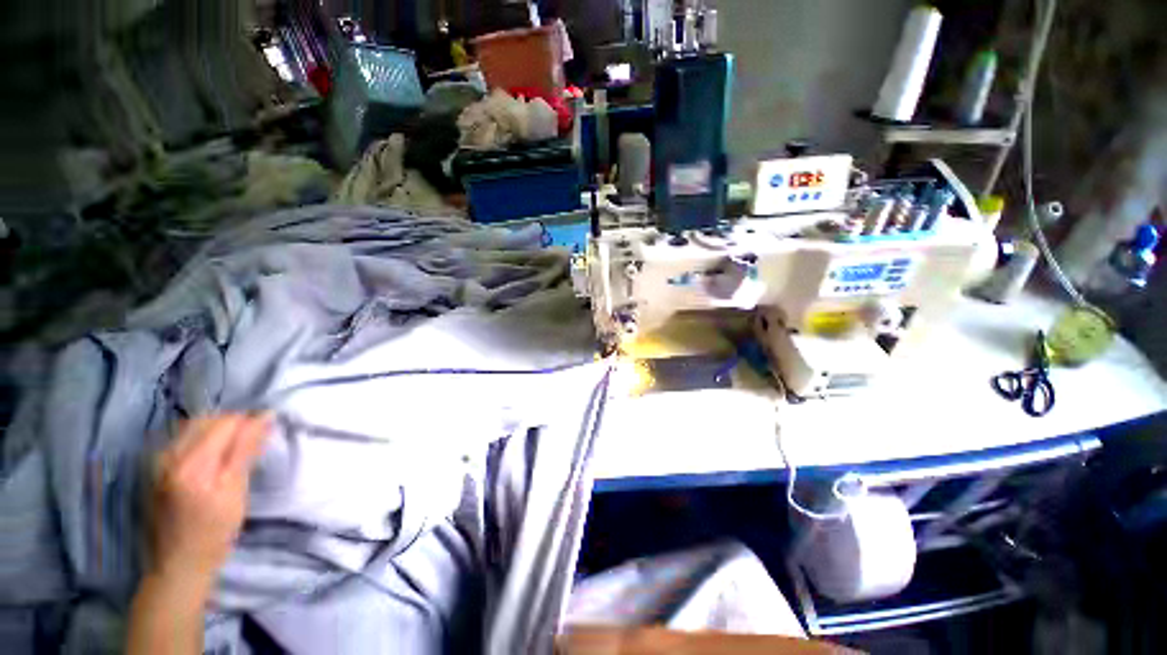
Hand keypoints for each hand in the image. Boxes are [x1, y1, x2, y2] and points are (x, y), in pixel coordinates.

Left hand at [148, 414, 270, 593]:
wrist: (178, 564)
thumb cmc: (214, 531)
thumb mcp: (236, 491)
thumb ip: (246, 450)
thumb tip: (264, 417)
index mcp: (192, 463)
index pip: (226, 422)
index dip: (250, 424)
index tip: (266, 434)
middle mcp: (169, 455)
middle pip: (207, 420)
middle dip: (234, 425)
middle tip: (252, 443)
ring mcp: (158, 461)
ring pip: (194, 427)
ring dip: (218, 430)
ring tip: (233, 450)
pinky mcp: (155, 467)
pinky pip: (183, 438)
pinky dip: (203, 439)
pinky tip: (212, 457)